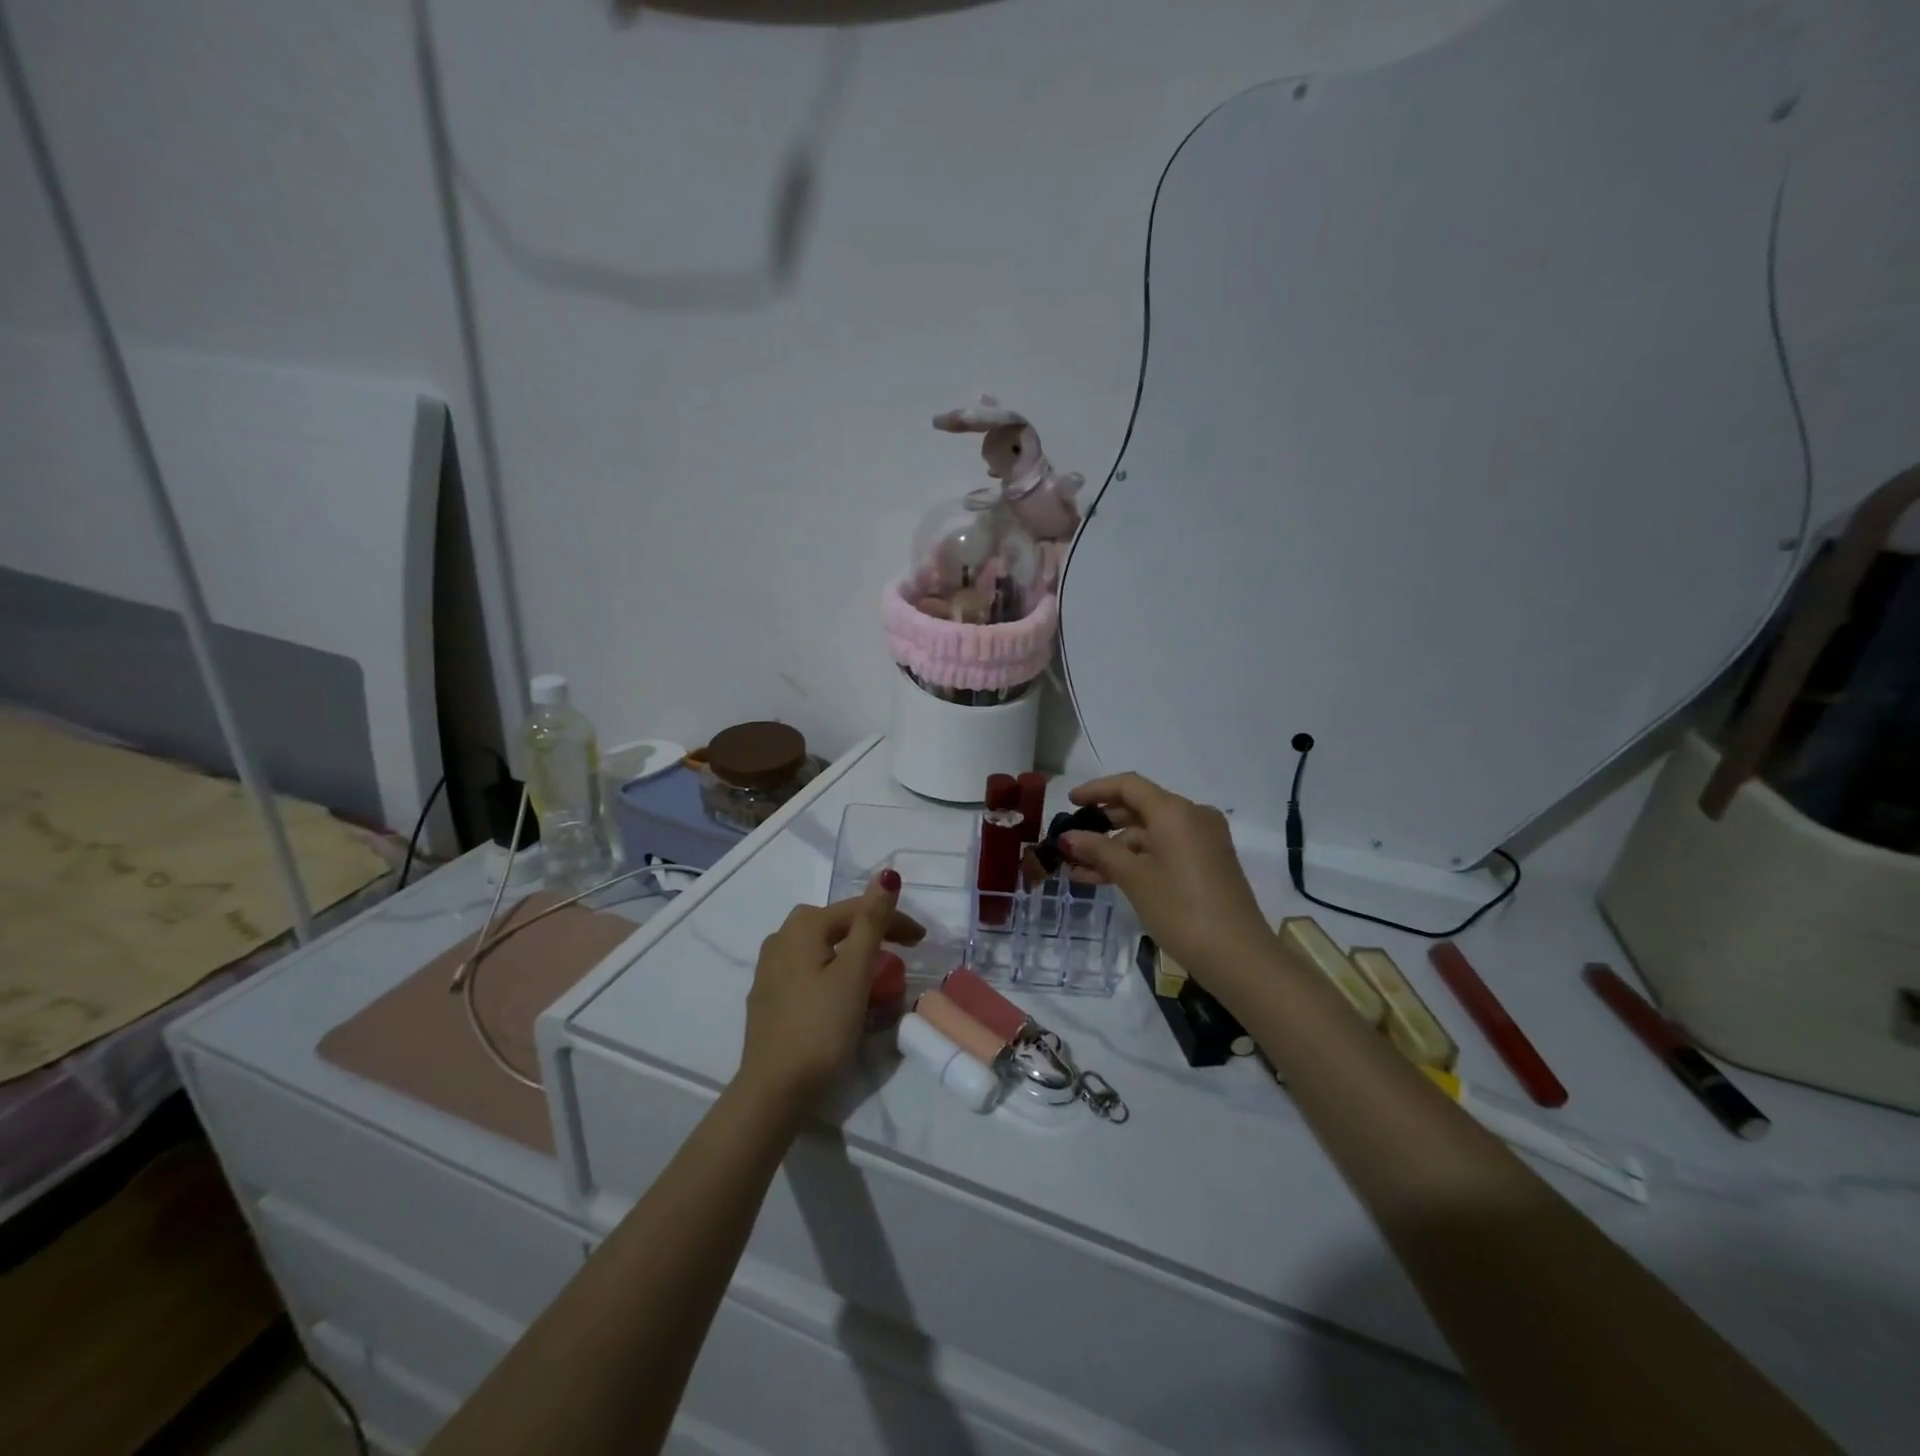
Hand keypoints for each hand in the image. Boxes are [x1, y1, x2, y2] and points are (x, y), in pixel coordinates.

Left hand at [738, 872, 923, 1106]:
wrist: (774, 1089)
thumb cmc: (821, 1026)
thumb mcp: (854, 972)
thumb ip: (871, 922)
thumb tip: (885, 875)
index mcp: (802, 927)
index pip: (856, 910)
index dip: (893, 919)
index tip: (922, 940)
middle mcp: (780, 938)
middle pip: (835, 924)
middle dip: (870, 930)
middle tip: (902, 950)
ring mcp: (770, 969)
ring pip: (821, 947)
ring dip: (851, 951)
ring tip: (877, 969)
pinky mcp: (768, 996)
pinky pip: (809, 970)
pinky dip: (832, 971)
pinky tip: (842, 991)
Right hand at [1061, 773, 1272, 990]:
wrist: (1239, 957)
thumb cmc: (1181, 909)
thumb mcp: (1134, 878)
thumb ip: (1099, 851)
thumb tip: (1068, 837)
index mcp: (1175, 811)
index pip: (1129, 786)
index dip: (1096, 790)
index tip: (1068, 802)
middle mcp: (1192, 817)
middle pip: (1140, 807)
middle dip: (1103, 822)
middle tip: (1071, 838)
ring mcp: (1202, 842)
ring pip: (1149, 834)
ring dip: (1115, 848)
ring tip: (1078, 867)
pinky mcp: (1206, 864)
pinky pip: (1163, 850)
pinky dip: (1136, 860)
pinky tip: (1105, 878)